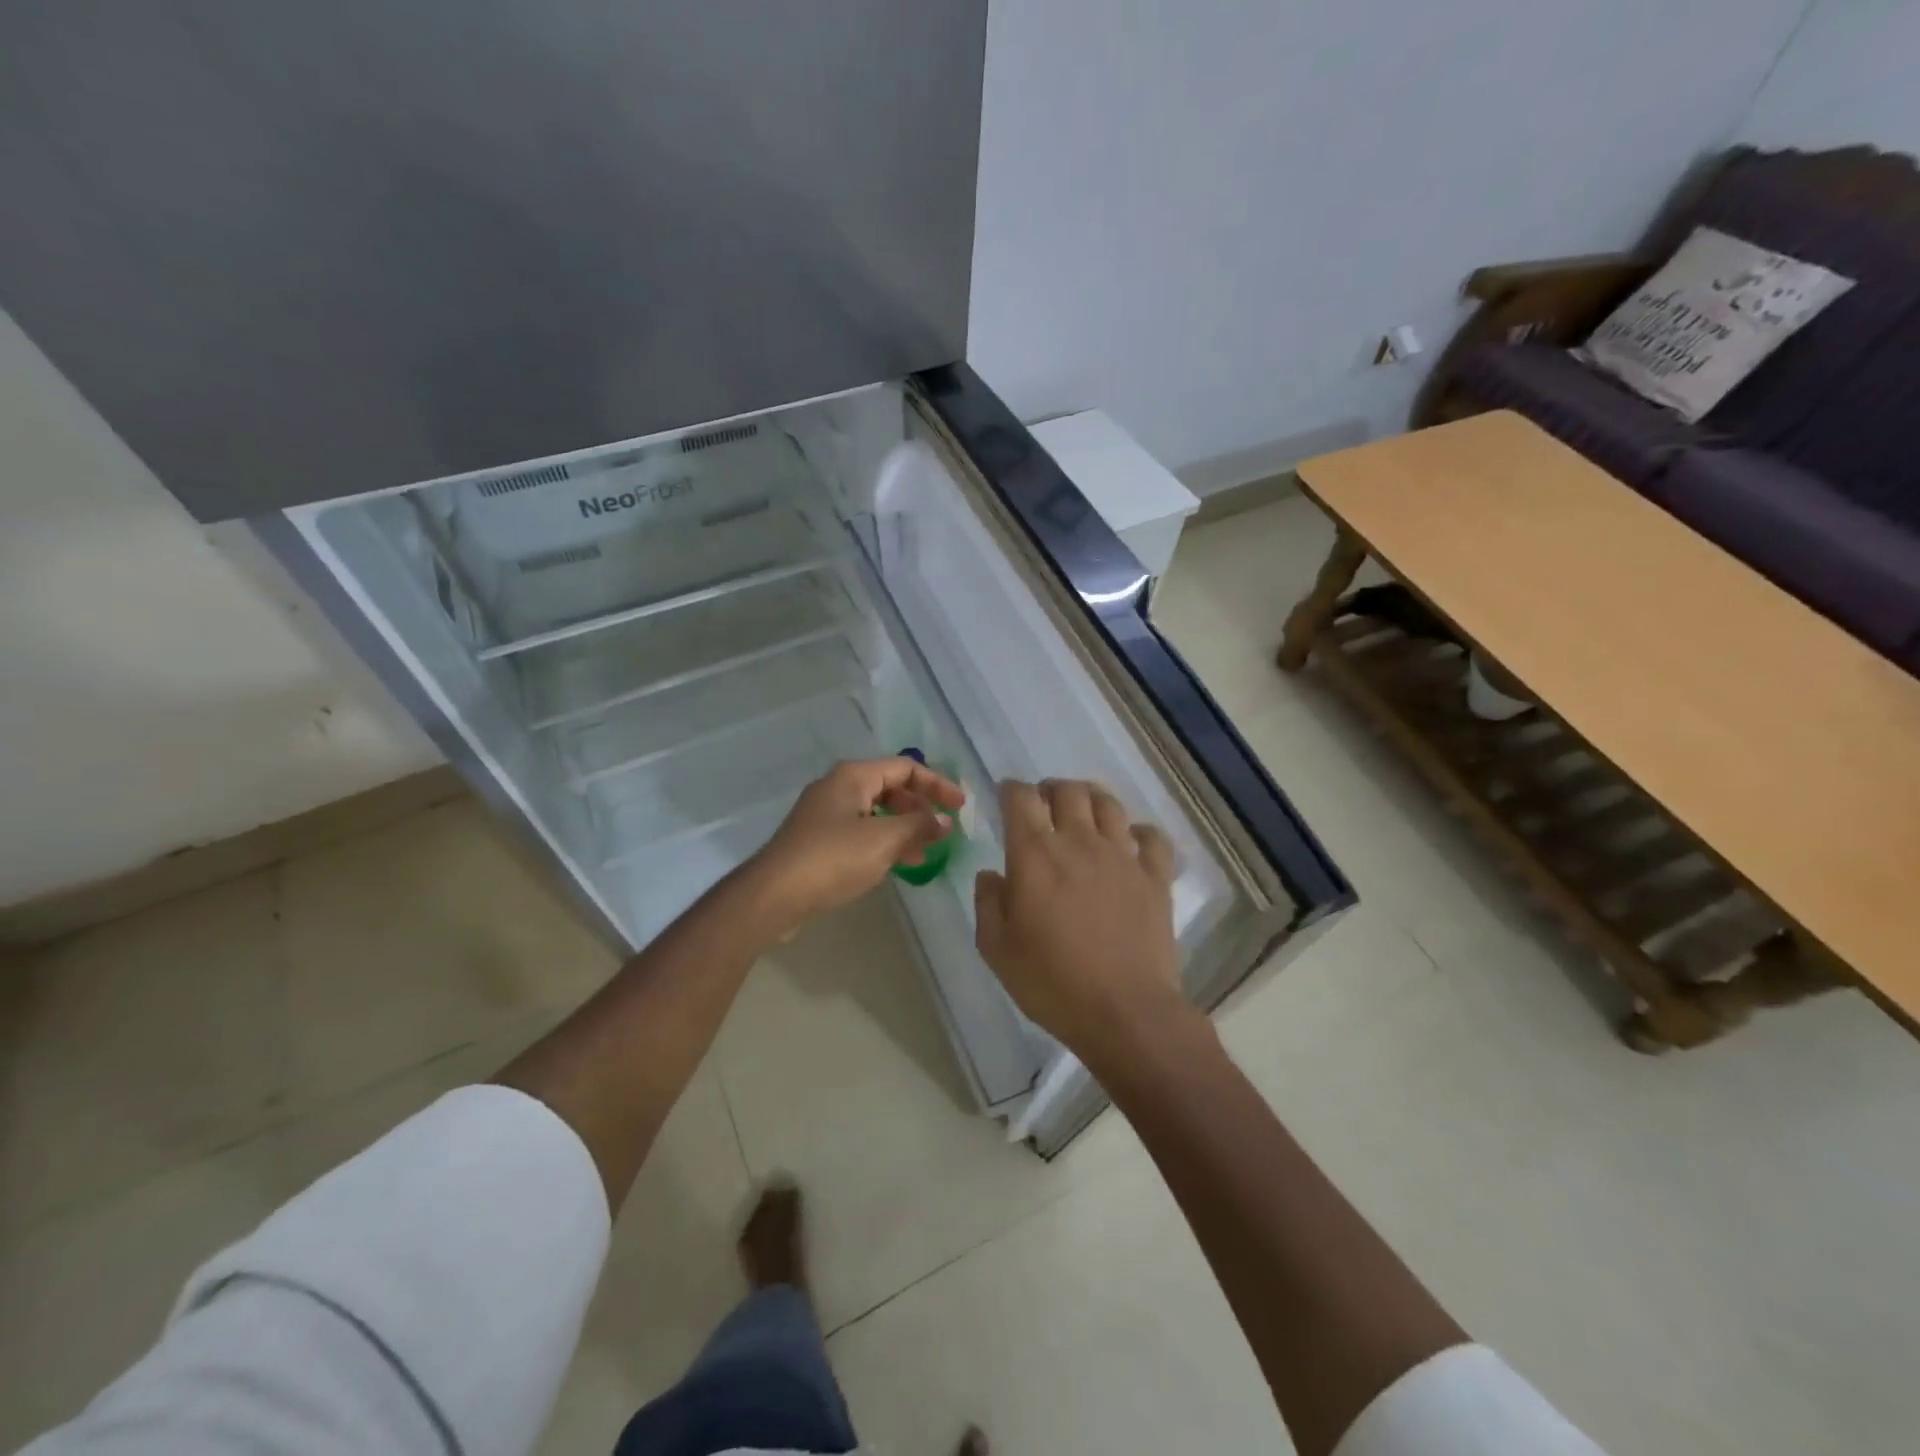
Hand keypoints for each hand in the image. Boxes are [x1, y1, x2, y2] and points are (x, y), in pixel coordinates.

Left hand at [739, 758, 965, 933]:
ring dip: (904, 828)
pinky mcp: (818, 840)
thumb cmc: (833, 858)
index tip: (960, 807)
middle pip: (890, 788)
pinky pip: (861, 832)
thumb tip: (945, 820)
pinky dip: (883, 842)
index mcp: (853, 776)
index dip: (937, 784)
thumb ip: (919, 826)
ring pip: (876, 813)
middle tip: (942, 832)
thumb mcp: (884, 840)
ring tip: (925, 853)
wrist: (773, 895)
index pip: (905, 768)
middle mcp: (838, 787)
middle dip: (920, 808)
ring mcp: (825, 814)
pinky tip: (896, 865)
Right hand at [974, 779, 1190, 1060]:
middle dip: (1050, 789)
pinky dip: (1140, 832)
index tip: (1006, 799)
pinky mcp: (1155, 876)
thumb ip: (987, 903)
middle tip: (1044, 806)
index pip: (1021, 798)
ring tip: (1083, 813)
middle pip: (1068, 790)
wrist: (1125, 1011)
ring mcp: (1123, 856)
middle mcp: (1079, 842)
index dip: (1010, 790)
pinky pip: (1152, 837)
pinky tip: (1131, 843)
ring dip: (1091, 799)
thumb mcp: (997, 949)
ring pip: (1108, 803)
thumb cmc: (1052, 982)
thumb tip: (991, 875)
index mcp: (1035, 854)